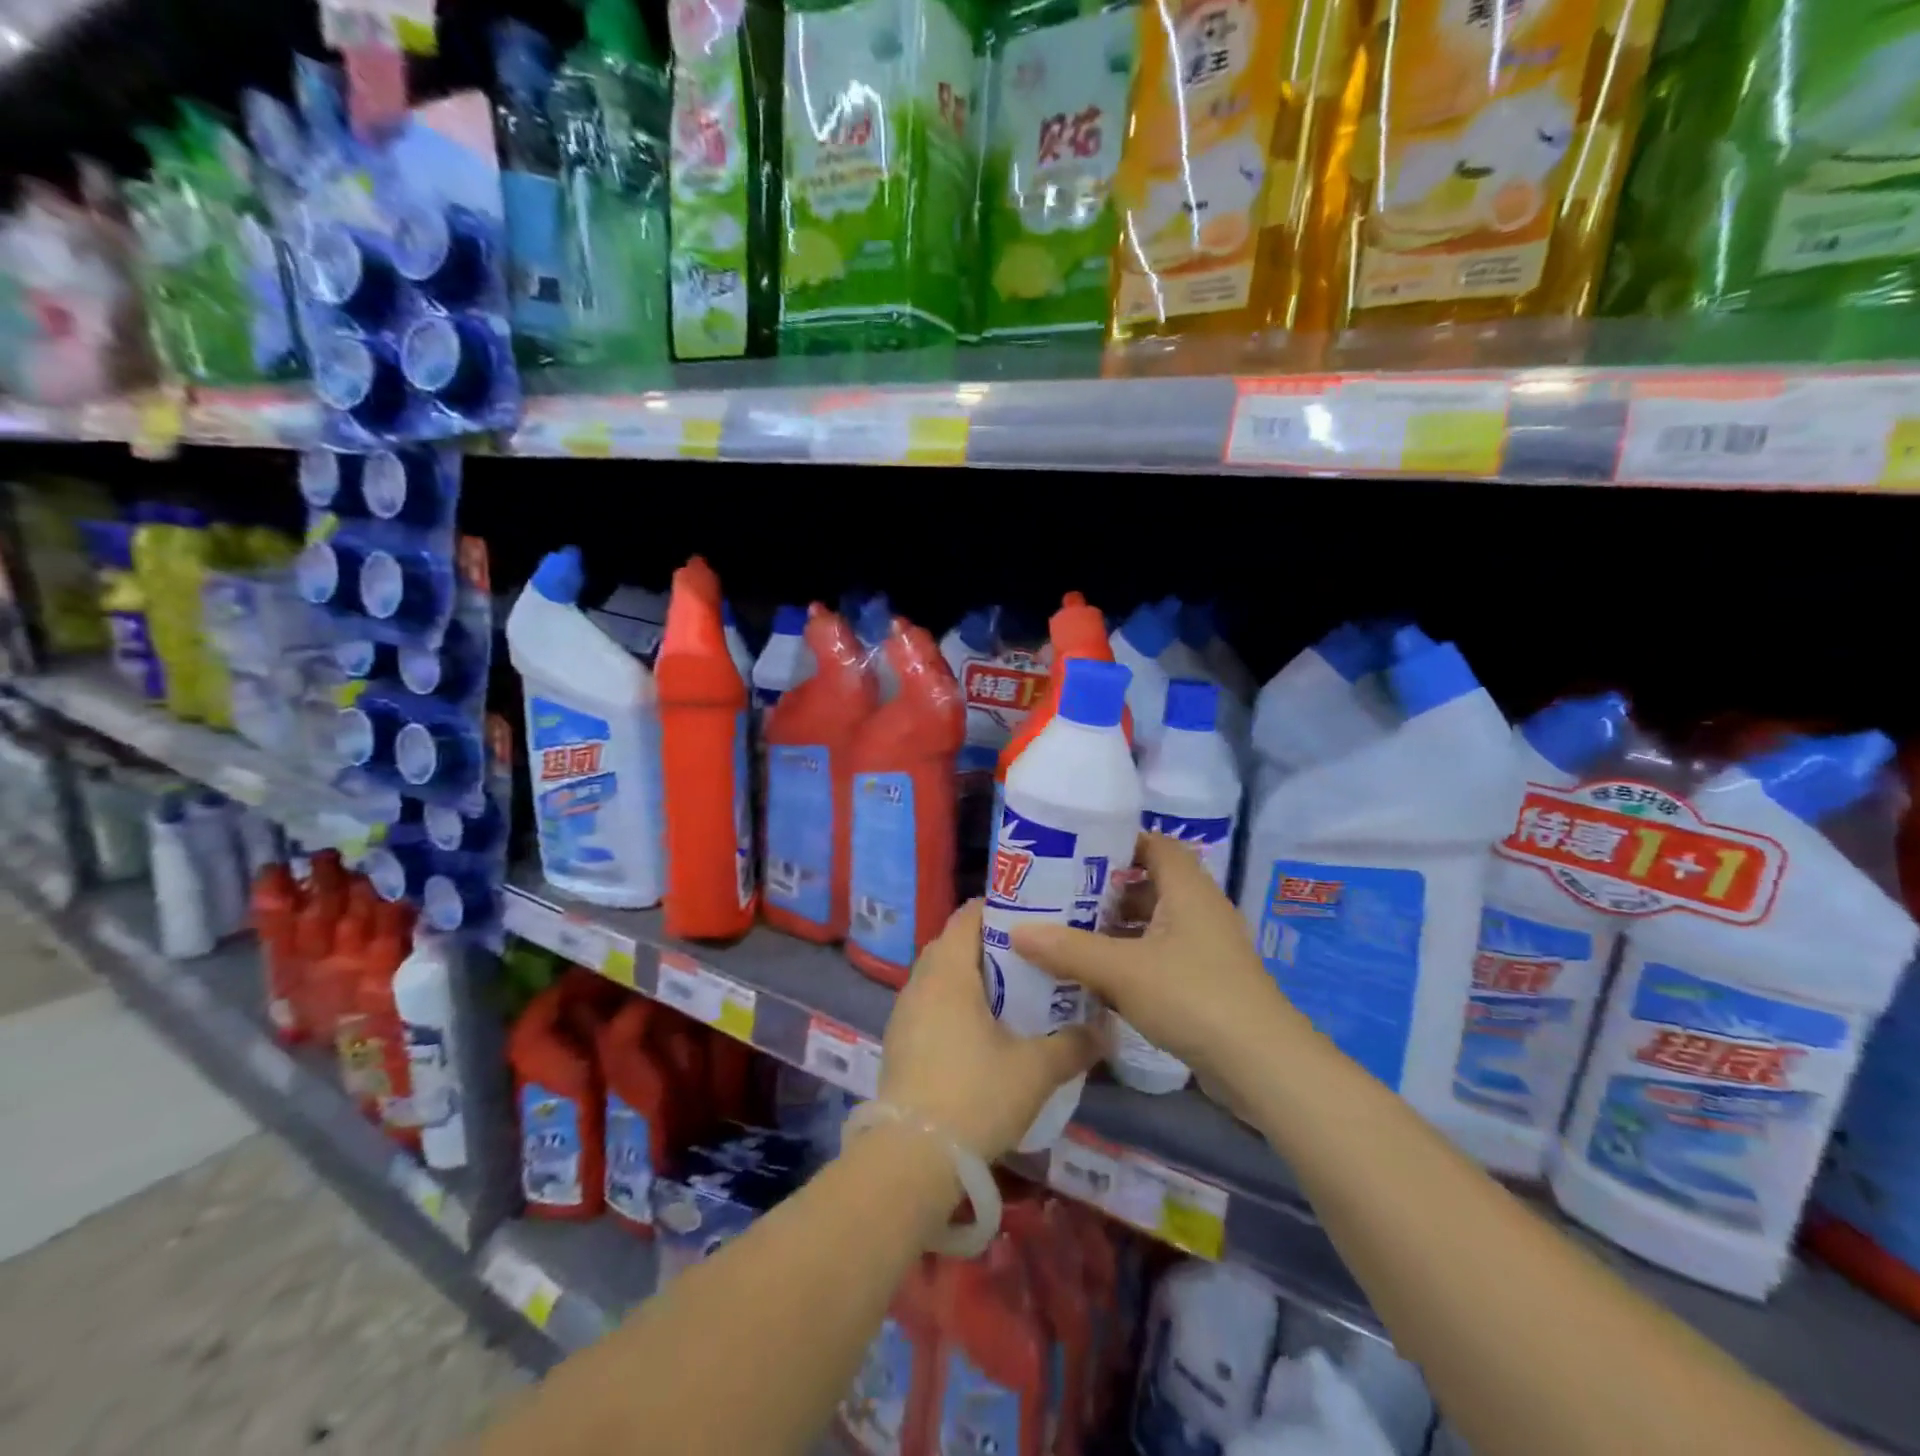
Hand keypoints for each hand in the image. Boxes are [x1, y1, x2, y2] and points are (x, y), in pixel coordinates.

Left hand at [879, 899, 1101, 1160]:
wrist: (912, 1158)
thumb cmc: (975, 1095)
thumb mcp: (1035, 1070)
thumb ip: (1073, 1045)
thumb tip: (1106, 1031)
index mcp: (948, 971)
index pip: (968, 915)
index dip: (999, 908)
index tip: (1033, 918)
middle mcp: (919, 982)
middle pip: (953, 944)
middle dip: (990, 945)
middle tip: (1031, 957)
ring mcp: (904, 1013)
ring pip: (940, 977)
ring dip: (971, 978)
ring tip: (1012, 994)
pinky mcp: (899, 1043)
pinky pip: (930, 1005)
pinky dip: (955, 1005)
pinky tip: (982, 1033)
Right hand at [1011, 833, 1294, 1089]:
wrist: (1262, 1065)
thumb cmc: (1193, 997)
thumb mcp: (1122, 970)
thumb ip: (1068, 949)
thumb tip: (1017, 931)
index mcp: (1188, 889)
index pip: (1155, 844)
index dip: (1118, 841)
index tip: (1076, 851)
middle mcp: (1200, 910)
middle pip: (1150, 883)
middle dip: (1106, 889)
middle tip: (1060, 894)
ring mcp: (1206, 948)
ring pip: (1153, 923)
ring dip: (1116, 927)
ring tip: (1069, 933)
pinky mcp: (1206, 981)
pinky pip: (1160, 955)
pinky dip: (1131, 958)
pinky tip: (1098, 975)